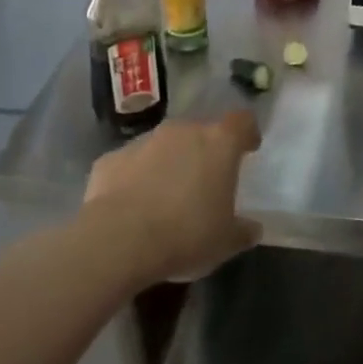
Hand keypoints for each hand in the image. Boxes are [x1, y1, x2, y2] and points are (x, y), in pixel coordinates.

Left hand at [81, 112, 262, 285]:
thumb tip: (251, 229)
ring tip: (167, 197)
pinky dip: (135, 178)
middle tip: (205, 182)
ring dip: (169, 163)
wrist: (118, 241)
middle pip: (200, 132)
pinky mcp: (110, 159)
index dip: (247, 133)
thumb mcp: (226, 242)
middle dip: (204, 152)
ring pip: (164, 146)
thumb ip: (243, 230)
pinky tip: (133, 206)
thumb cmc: (186, 234)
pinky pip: (131, 164)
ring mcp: (143, 142)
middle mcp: (182, 132)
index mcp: (219, 143)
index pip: (241, 121)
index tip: (248, 149)